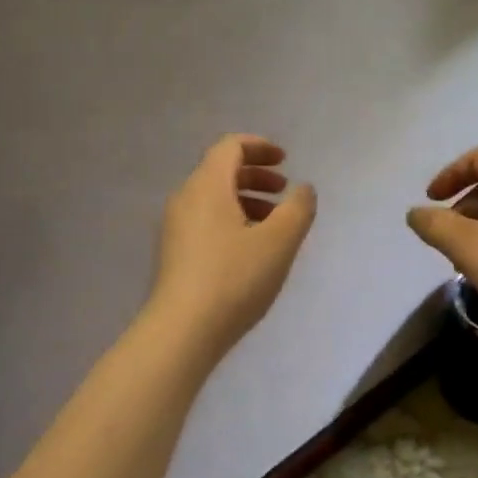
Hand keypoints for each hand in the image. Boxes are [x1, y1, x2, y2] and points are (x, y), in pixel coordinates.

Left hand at [149, 135, 316, 358]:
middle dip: (256, 176)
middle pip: (220, 171)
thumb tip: (303, 189)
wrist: (183, 331)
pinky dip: (232, 221)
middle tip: (284, 192)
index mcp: (207, 186)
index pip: (230, 147)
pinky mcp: (175, 254)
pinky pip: (206, 222)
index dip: (260, 147)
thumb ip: (298, 209)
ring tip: (274, 226)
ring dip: (246, 201)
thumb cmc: (234, 278)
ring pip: (214, 199)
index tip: (285, 161)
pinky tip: (251, 251)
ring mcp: (175, 228)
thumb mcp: (279, 242)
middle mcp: (186, 199)